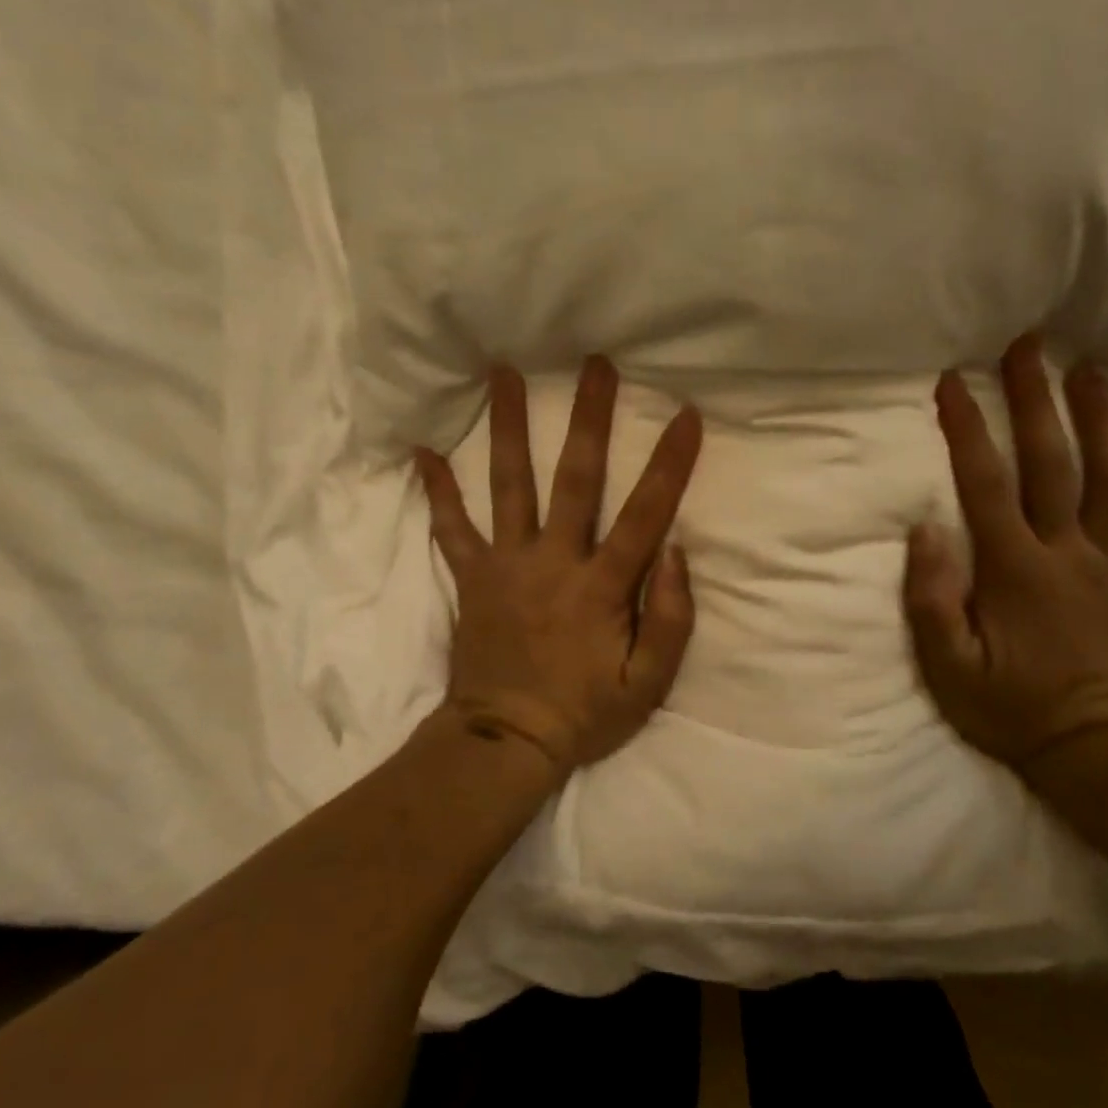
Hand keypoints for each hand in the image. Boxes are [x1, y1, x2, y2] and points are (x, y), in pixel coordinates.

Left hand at [415, 357, 702, 776]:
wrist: (504, 743)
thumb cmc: (584, 714)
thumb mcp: (647, 684)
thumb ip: (671, 620)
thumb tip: (676, 553)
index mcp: (601, 587)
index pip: (644, 514)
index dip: (668, 464)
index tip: (685, 414)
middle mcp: (553, 562)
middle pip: (575, 479)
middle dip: (588, 419)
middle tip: (593, 364)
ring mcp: (506, 566)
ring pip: (509, 486)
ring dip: (508, 427)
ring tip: (503, 374)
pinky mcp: (472, 578)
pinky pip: (451, 529)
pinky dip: (438, 492)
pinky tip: (422, 452)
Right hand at [903, 335, 1107, 778]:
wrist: (1096, 751)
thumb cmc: (1010, 709)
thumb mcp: (948, 666)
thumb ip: (933, 598)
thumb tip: (926, 530)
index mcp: (1015, 568)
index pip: (986, 484)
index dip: (967, 429)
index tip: (951, 382)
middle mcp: (1067, 553)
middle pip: (1053, 464)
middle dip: (1037, 401)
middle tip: (1030, 346)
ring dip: (1102, 423)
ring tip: (1092, 374)